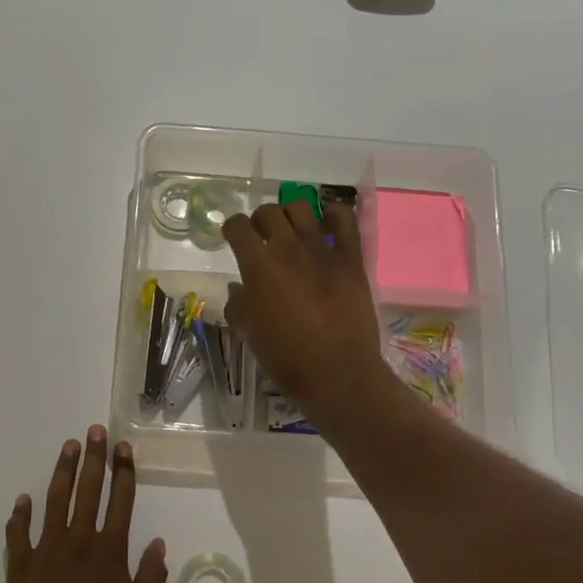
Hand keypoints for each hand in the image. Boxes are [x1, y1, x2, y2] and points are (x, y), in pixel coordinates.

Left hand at [3, 427, 167, 582]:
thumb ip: (151, 577)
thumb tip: (159, 542)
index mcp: (109, 553)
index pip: (120, 501)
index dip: (123, 472)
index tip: (123, 448)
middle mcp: (78, 543)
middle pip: (88, 491)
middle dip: (93, 458)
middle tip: (93, 431)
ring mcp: (46, 554)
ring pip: (54, 503)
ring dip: (62, 473)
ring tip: (67, 448)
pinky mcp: (20, 570)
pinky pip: (18, 536)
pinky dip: (20, 516)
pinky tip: (23, 499)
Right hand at [222, 202, 397, 435]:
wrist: (337, 372)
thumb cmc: (287, 357)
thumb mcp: (250, 334)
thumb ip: (239, 305)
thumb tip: (239, 288)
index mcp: (258, 266)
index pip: (238, 227)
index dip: (231, 228)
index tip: (232, 237)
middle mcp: (287, 249)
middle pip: (268, 213)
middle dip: (259, 220)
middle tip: (261, 236)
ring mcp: (322, 250)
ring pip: (301, 209)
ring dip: (290, 214)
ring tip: (291, 230)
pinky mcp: (350, 258)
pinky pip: (344, 220)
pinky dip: (333, 214)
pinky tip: (327, 222)